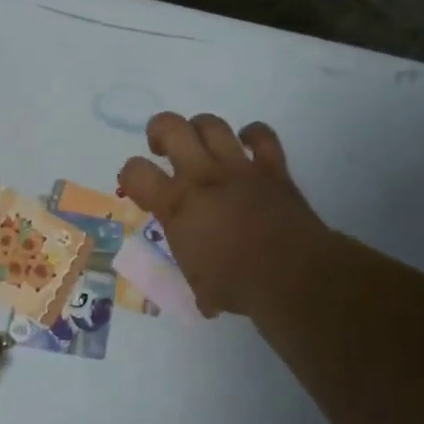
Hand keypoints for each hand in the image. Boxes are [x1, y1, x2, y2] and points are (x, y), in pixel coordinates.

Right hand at [117, 113, 329, 318]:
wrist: (293, 276)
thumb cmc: (237, 285)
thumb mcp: (199, 284)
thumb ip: (197, 275)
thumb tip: (205, 299)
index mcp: (176, 205)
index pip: (135, 171)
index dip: (130, 174)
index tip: (138, 188)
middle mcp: (202, 177)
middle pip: (170, 127)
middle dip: (160, 131)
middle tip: (162, 149)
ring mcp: (239, 168)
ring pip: (212, 124)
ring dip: (201, 129)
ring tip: (201, 145)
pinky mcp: (273, 168)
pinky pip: (262, 135)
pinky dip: (253, 135)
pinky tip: (247, 146)